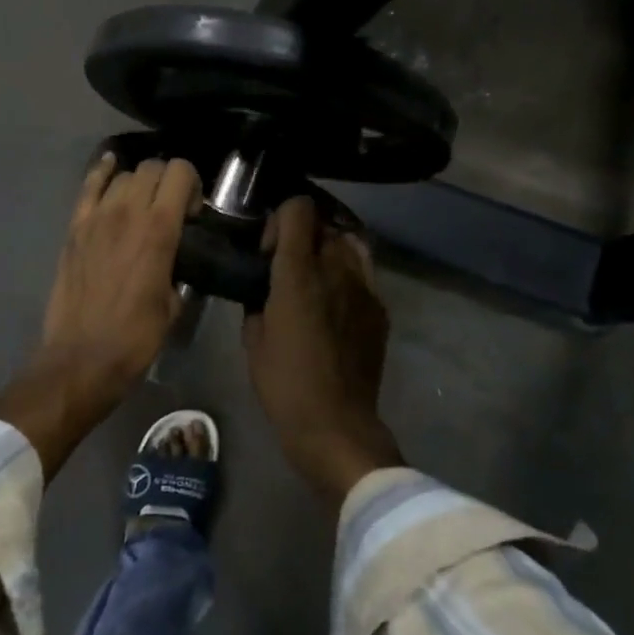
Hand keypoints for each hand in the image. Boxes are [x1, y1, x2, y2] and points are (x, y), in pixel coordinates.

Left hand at [42, 153, 199, 396]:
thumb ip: (178, 271)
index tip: (193, 211)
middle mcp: (127, 212)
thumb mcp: (173, 305)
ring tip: (141, 204)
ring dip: (139, 183)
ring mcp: (96, 218)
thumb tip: (176, 262)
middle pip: (152, 168)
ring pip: (123, 175)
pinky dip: (102, 172)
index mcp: (159, 230)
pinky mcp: (74, 228)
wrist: (82, 358)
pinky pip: (88, 186)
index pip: (180, 173)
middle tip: (171, 208)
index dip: (192, 184)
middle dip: (168, 180)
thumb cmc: (135, 338)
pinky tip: (111, 167)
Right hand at [243, 195, 403, 505]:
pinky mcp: (380, 308)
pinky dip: (347, 274)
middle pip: (324, 223)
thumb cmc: (284, 384)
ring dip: (328, 251)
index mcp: (298, 274)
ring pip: (349, 243)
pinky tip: (335, 302)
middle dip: (303, 236)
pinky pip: (363, 273)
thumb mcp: (253, 339)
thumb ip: (257, 300)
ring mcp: (364, 288)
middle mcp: (336, 269)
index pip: (298, 209)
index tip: (269, 250)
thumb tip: (263, 287)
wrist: (337, 425)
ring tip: (315, 278)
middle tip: (288, 265)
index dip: (280, 219)